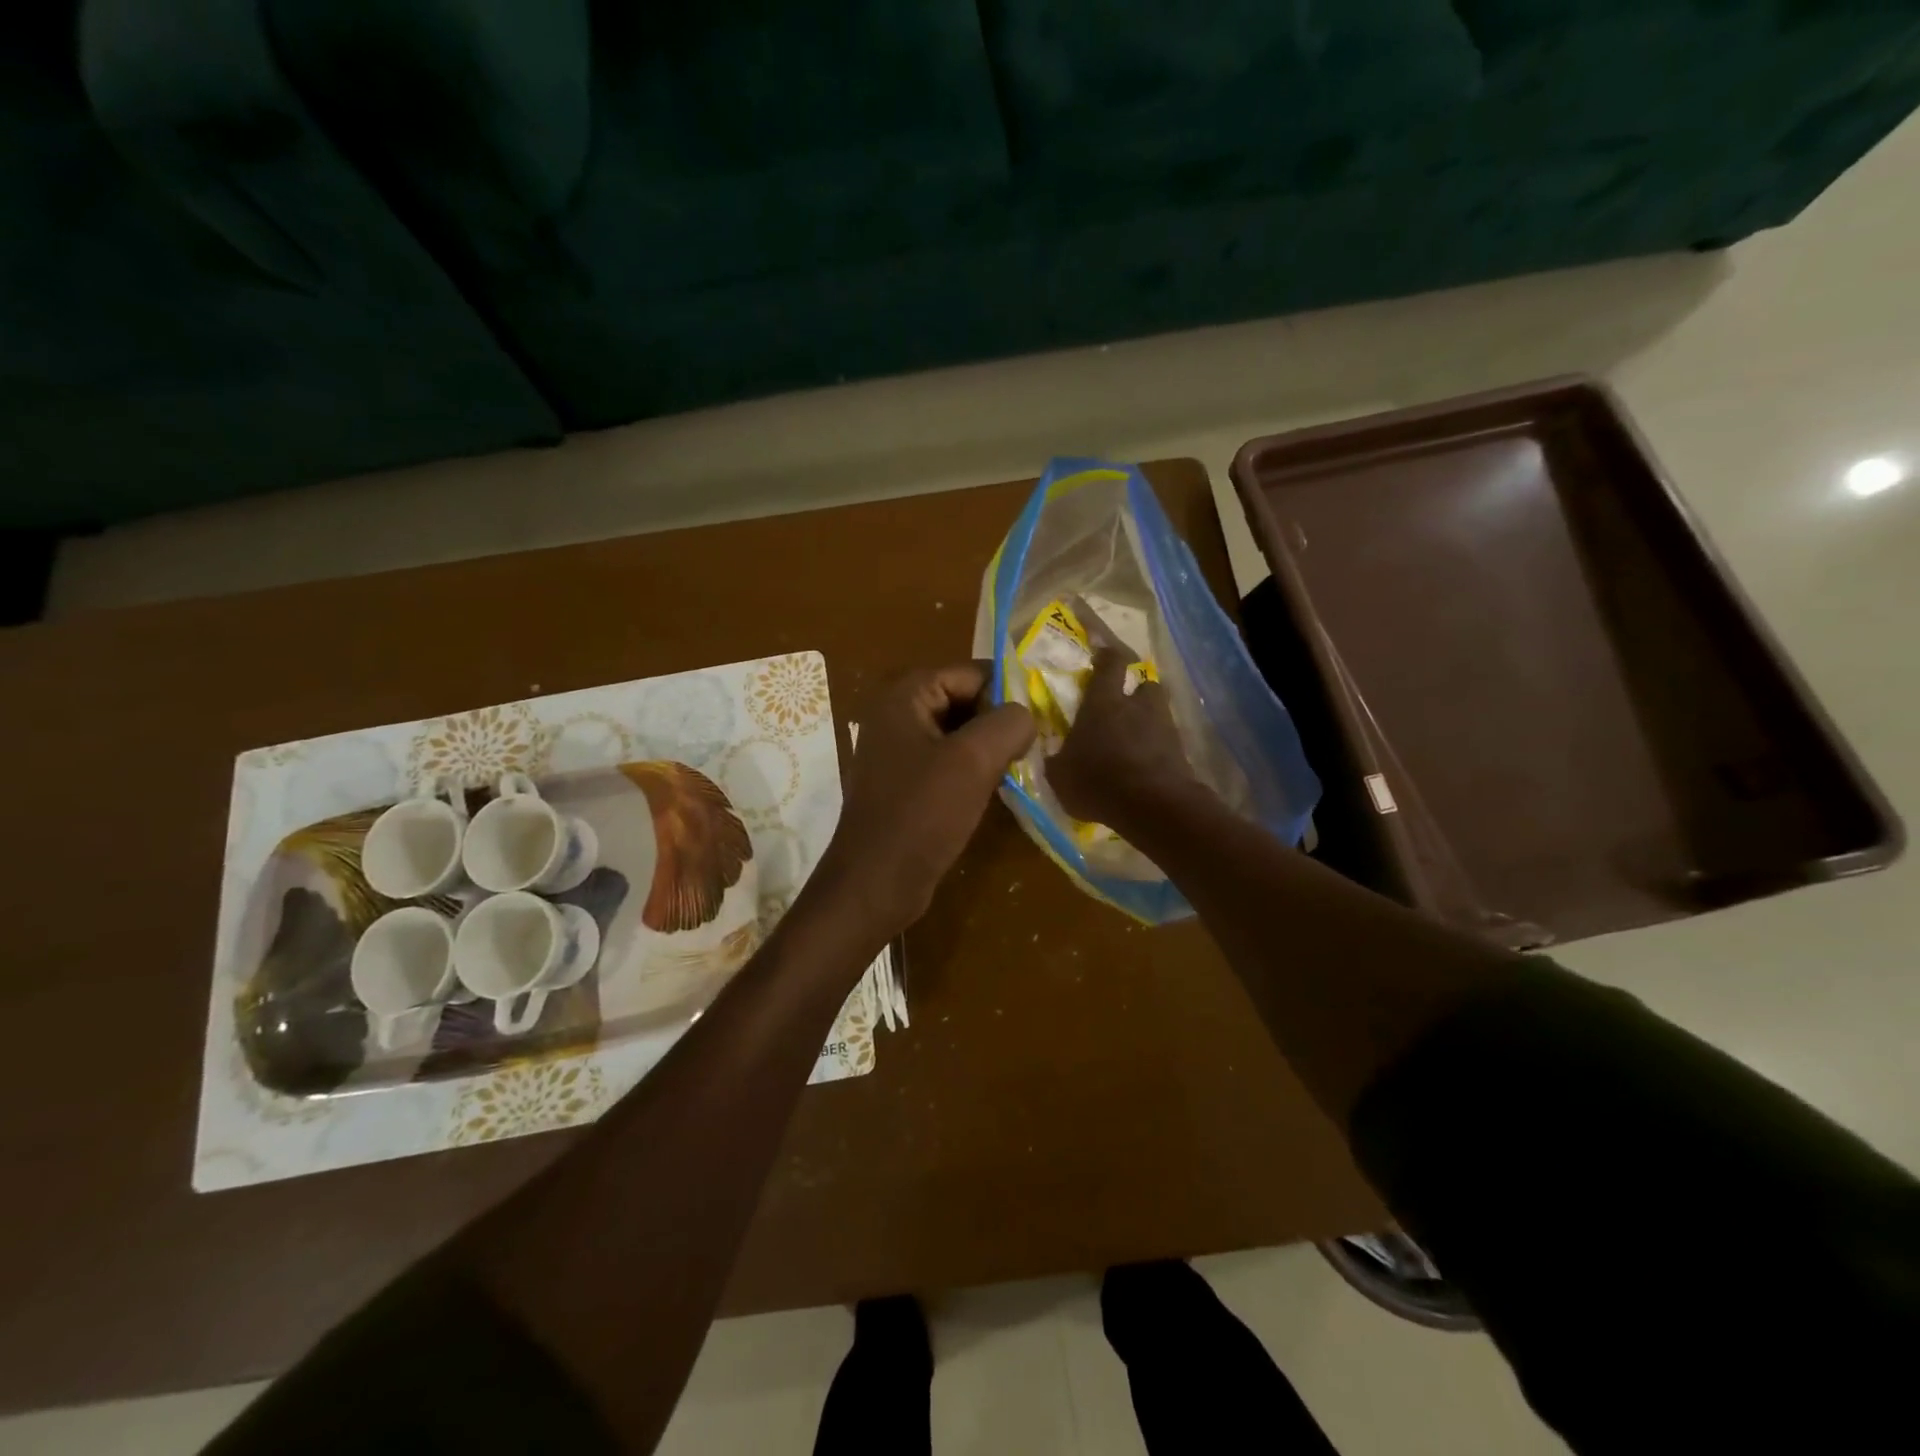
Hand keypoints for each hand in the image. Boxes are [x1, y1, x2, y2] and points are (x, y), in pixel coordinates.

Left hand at [808, 662, 1034, 946]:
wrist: (876, 883)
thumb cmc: (921, 815)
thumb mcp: (973, 760)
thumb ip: (1008, 723)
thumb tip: (1026, 714)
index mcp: (904, 696)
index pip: (970, 672)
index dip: (1007, 691)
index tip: (1042, 718)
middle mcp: (896, 715)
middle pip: (964, 700)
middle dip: (999, 720)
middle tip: (1036, 745)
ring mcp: (898, 751)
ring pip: (958, 734)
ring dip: (990, 748)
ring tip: (1022, 767)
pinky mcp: (905, 784)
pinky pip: (947, 762)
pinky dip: (973, 770)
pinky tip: (997, 789)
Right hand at [1048, 648, 1200, 831]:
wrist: (1153, 806)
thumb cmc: (1098, 781)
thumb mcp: (1061, 775)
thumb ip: (1057, 759)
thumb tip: (1053, 754)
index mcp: (1103, 703)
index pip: (1110, 664)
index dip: (1106, 655)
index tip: (1101, 652)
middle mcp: (1136, 706)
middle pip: (1144, 683)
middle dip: (1136, 690)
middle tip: (1124, 704)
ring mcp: (1164, 727)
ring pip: (1158, 711)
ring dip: (1148, 720)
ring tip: (1134, 739)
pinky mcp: (1180, 752)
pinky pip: (1166, 742)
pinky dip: (1157, 749)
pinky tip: (1144, 766)